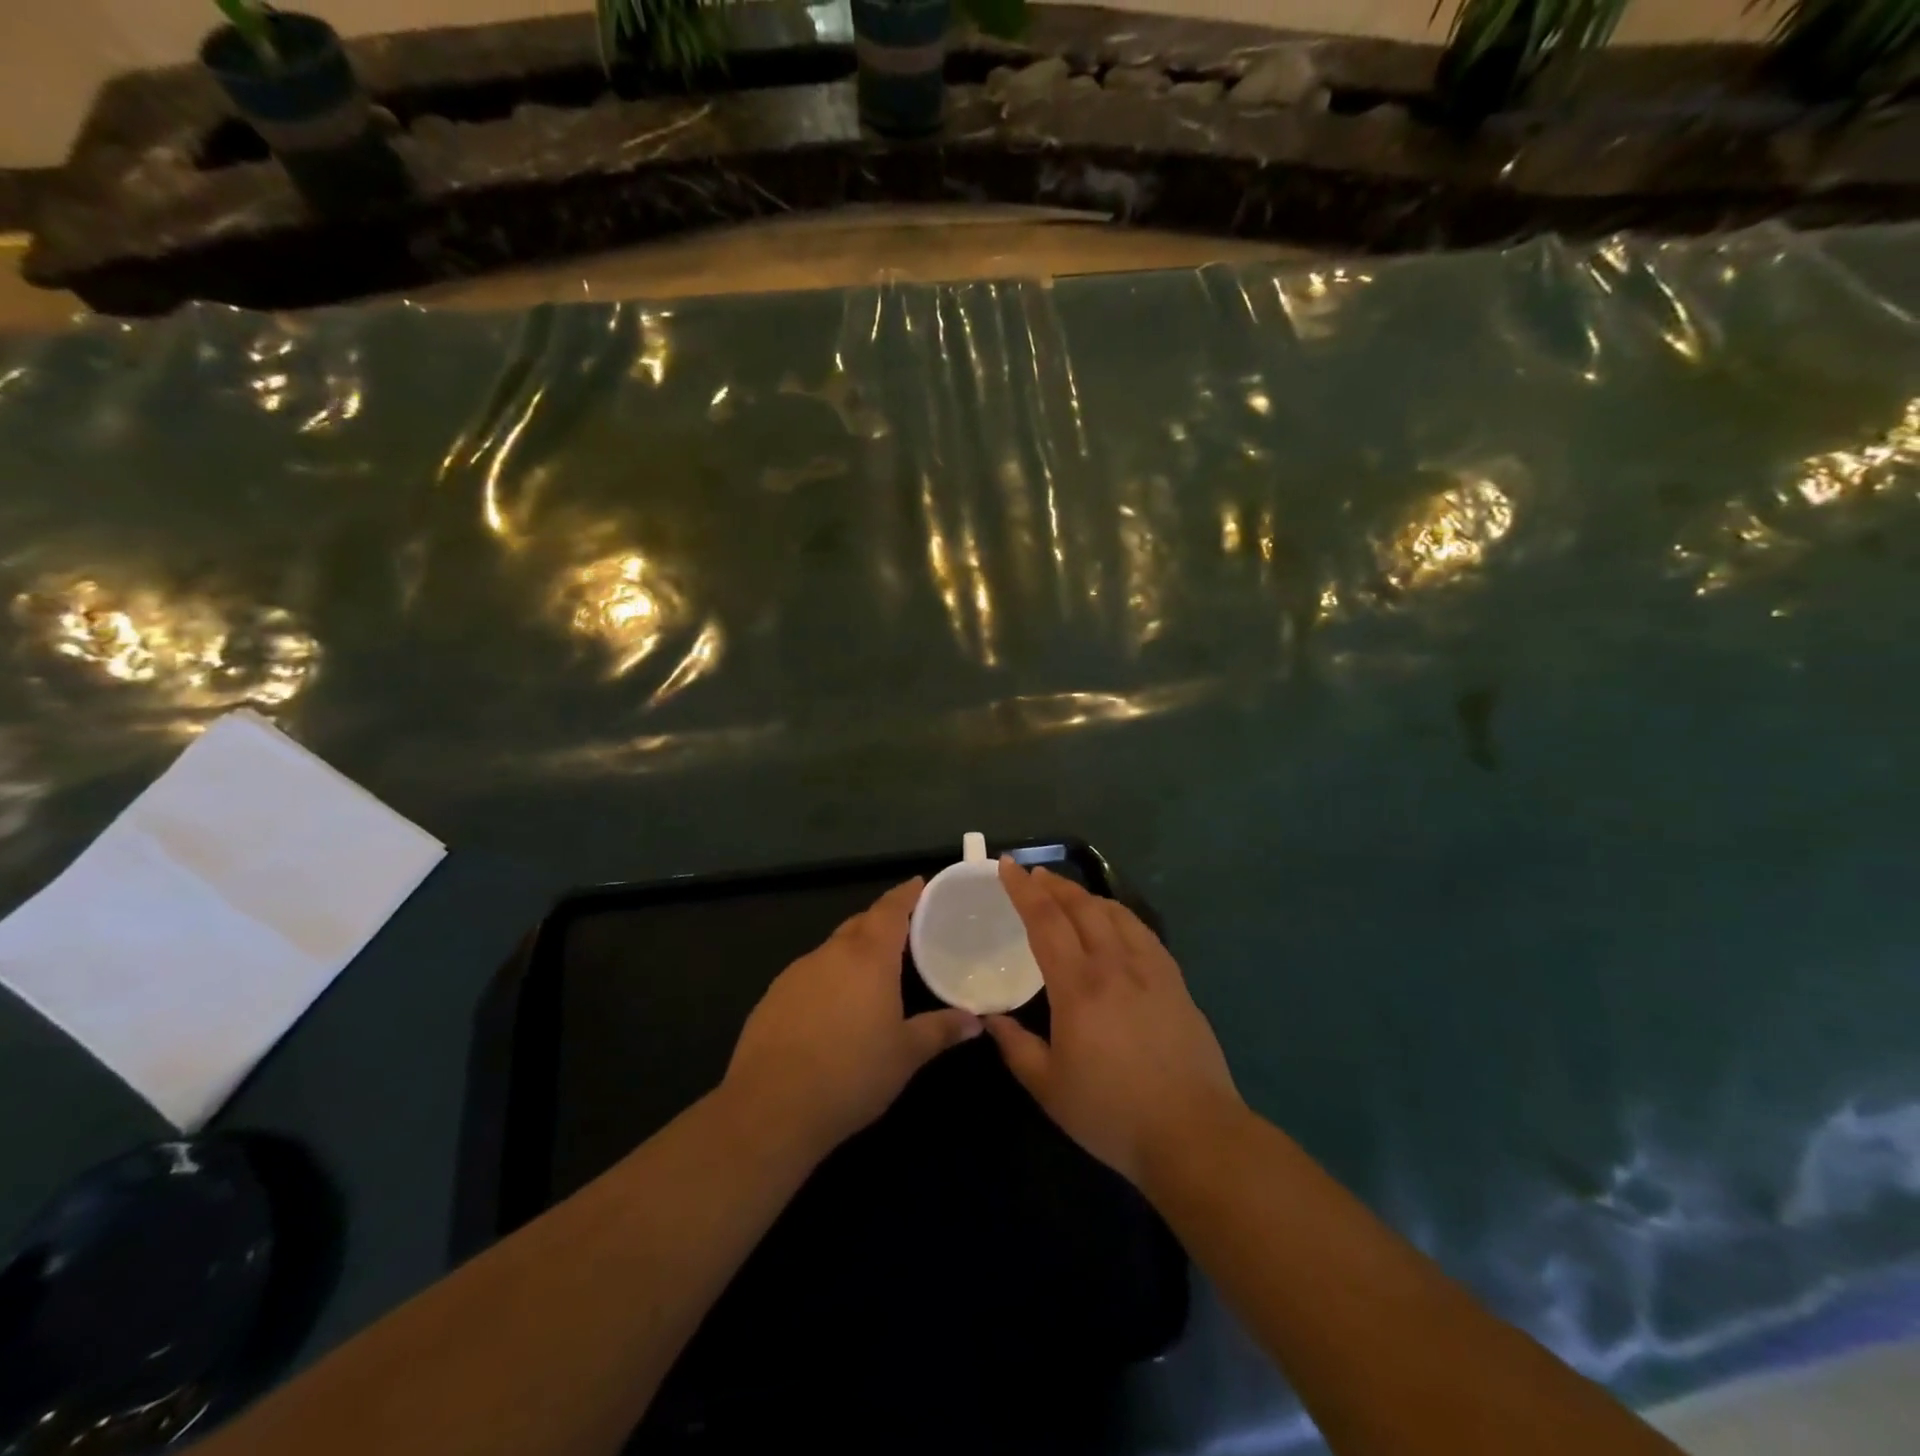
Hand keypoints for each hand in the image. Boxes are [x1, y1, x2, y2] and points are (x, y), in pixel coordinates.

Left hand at [724, 878, 981, 1161]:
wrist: (771, 1107)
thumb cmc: (851, 1074)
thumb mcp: (906, 1055)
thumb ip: (941, 1030)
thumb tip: (975, 1021)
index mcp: (868, 957)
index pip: (890, 910)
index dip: (906, 894)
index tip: (919, 883)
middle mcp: (831, 954)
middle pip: (860, 924)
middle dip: (882, 922)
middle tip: (906, 932)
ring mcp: (796, 973)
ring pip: (832, 950)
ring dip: (853, 953)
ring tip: (872, 974)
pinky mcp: (772, 997)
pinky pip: (809, 975)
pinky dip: (828, 979)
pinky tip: (833, 1010)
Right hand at [987, 859, 1242, 1189]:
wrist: (1192, 1133)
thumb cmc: (1112, 1113)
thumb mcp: (1049, 1088)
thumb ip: (1016, 1047)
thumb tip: (991, 1019)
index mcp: (1078, 986)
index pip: (1045, 921)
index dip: (1023, 890)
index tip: (1006, 866)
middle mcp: (1114, 965)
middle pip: (1081, 906)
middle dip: (1053, 884)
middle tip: (1034, 875)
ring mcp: (1150, 969)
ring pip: (1115, 912)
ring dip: (1086, 895)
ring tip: (1069, 894)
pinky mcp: (1175, 981)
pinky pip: (1142, 931)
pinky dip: (1119, 915)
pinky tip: (1115, 923)